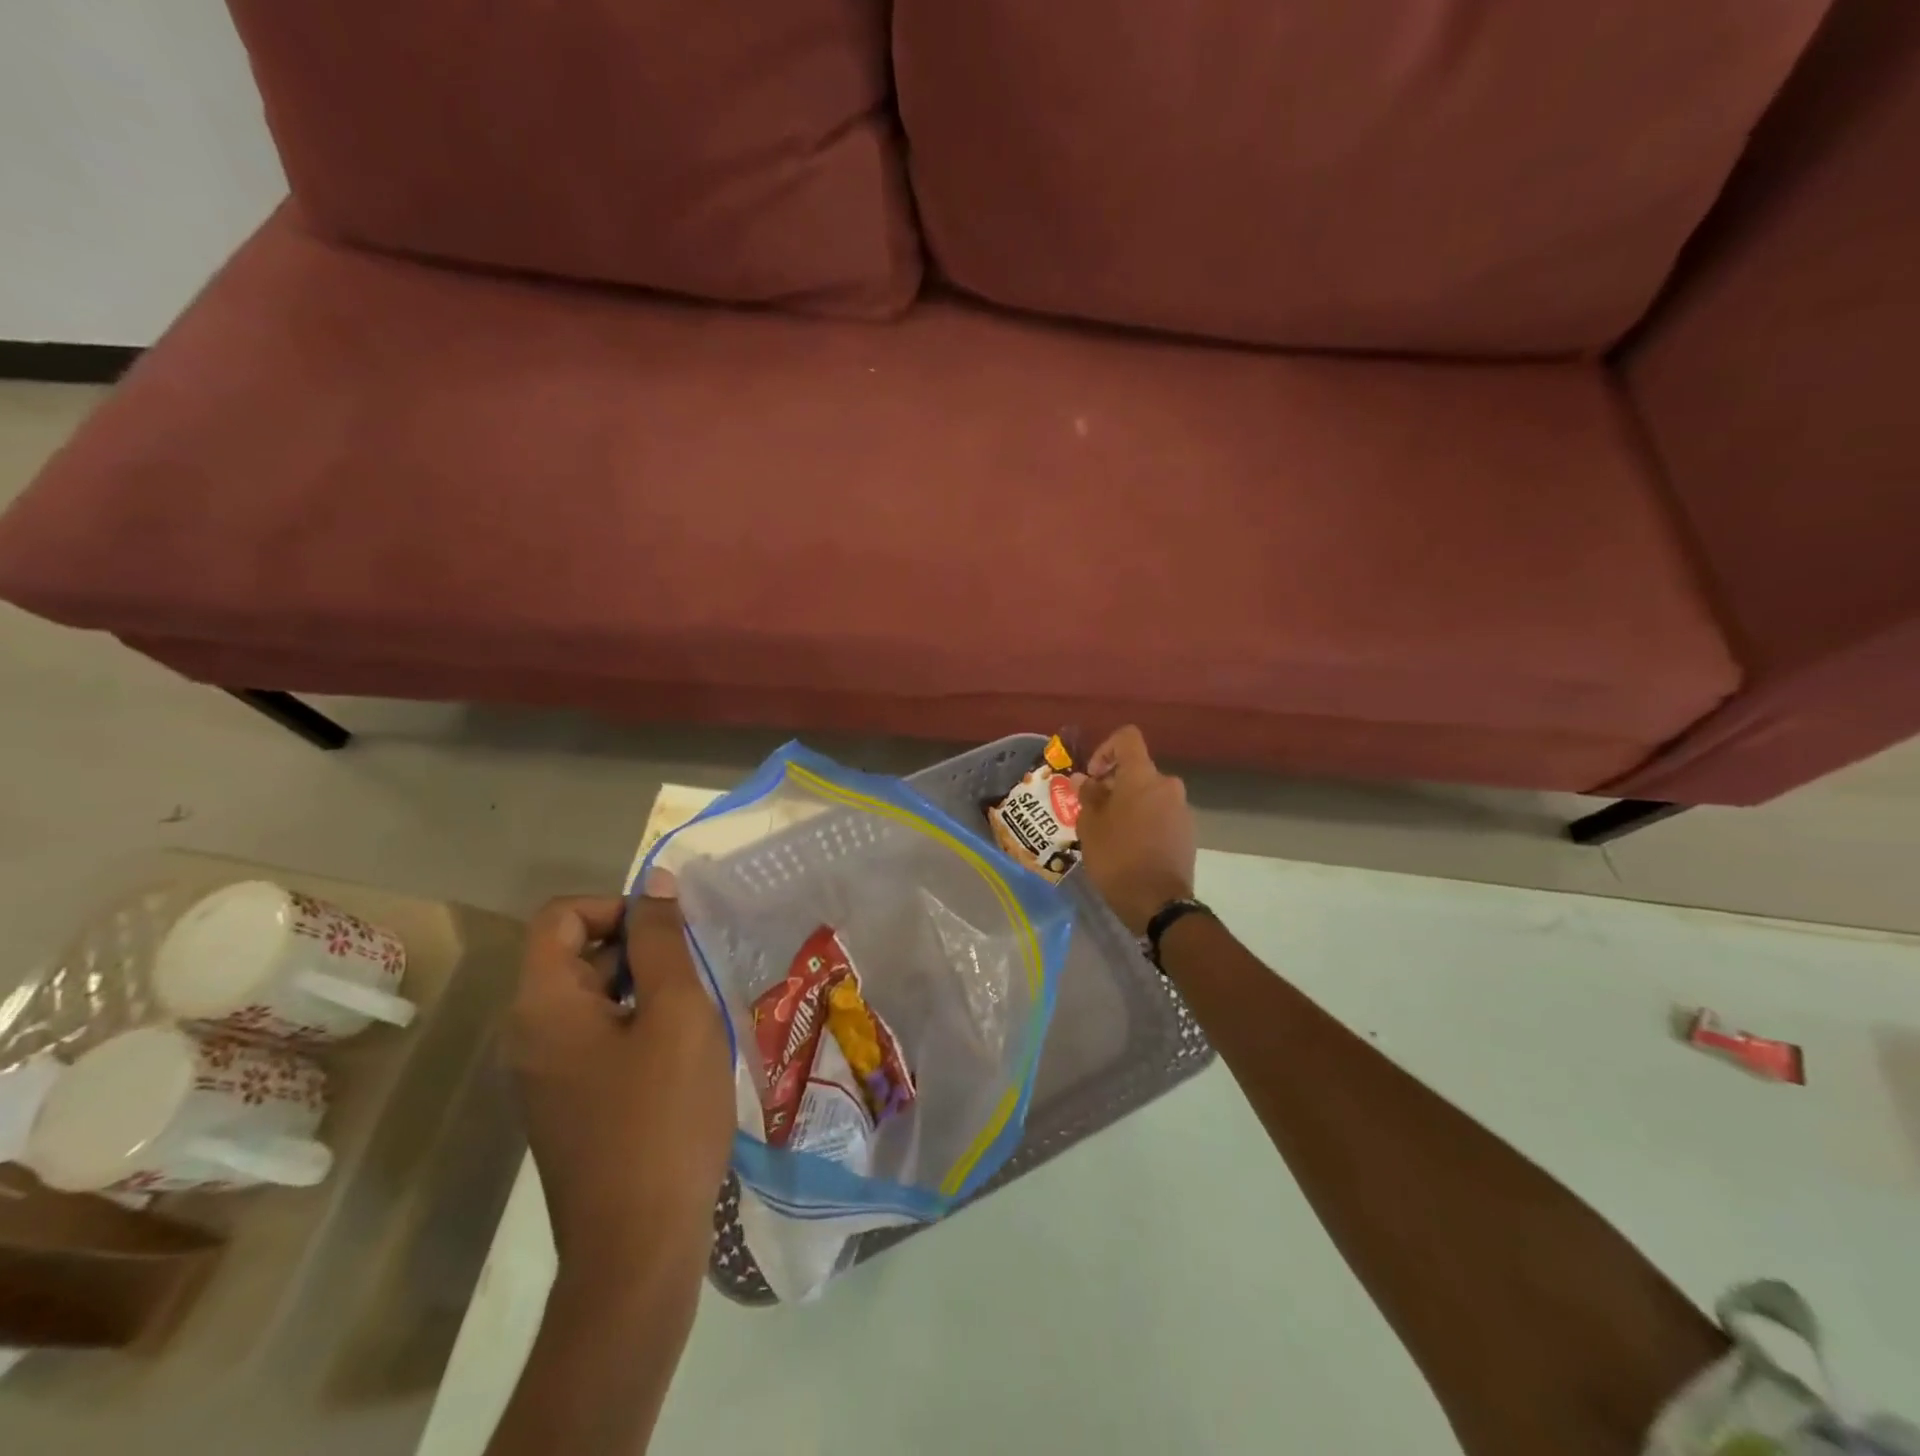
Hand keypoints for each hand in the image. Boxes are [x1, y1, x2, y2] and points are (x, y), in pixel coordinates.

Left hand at [504, 895, 733, 1266]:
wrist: (638, 1248)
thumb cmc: (662, 1117)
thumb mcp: (677, 1013)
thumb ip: (663, 942)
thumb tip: (655, 885)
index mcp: (543, 1006)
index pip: (562, 916)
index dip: (617, 906)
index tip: (671, 932)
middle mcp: (529, 1034)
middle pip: (576, 953)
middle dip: (639, 946)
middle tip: (696, 970)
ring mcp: (547, 1073)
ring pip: (594, 997)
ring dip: (646, 986)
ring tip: (698, 1009)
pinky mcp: (570, 1102)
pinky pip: (599, 1036)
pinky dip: (639, 1023)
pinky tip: (685, 1051)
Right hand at [1076, 726, 1196, 934]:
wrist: (1158, 902)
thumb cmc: (1117, 857)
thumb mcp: (1090, 825)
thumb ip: (1087, 796)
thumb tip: (1084, 780)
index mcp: (1143, 776)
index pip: (1127, 738)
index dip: (1105, 749)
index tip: (1093, 776)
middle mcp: (1167, 785)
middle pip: (1137, 770)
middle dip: (1114, 784)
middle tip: (1094, 810)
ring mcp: (1182, 809)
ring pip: (1149, 794)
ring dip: (1129, 804)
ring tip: (1110, 831)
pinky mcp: (1188, 832)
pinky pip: (1161, 814)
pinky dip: (1145, 820)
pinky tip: (1130, 846)